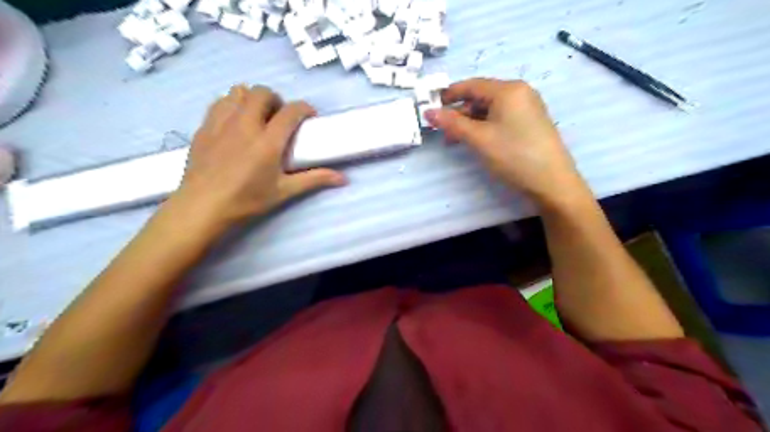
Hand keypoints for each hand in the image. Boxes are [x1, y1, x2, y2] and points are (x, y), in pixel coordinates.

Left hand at [171, 85, 346, 229]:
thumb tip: (343, 179)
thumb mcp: (284, 191)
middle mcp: (245, 125)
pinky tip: (234, 122)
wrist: (203, 207)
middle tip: (280, 117)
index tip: (309, 116)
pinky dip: (231, 105)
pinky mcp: (204, 127)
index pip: (291, 111)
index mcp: (268, 142)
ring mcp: (221, 123)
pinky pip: (219, 102)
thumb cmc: (247, 201)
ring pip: (238, 91)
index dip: (304, 108)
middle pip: (262, 93)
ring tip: (256, 116)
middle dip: (276, 99)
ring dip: (252, 98)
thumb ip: (314, 180)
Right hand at [428, 78, 591, 206]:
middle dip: (460, 113)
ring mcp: (527, 108)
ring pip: (491, 109)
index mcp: (508, 90)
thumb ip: (453, 124)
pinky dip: (485, 127)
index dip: (449, 95)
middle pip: (481, 96)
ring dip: (471, 122)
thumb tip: (428, 112)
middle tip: (443, 131)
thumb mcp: (479, 139)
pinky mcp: (530, 123)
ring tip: (456, 140)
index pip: (472, 85)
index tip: (431, 107)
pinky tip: (477, 141)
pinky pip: (501, 118)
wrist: (552, 182)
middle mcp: (520, 93)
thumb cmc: (514, 155)